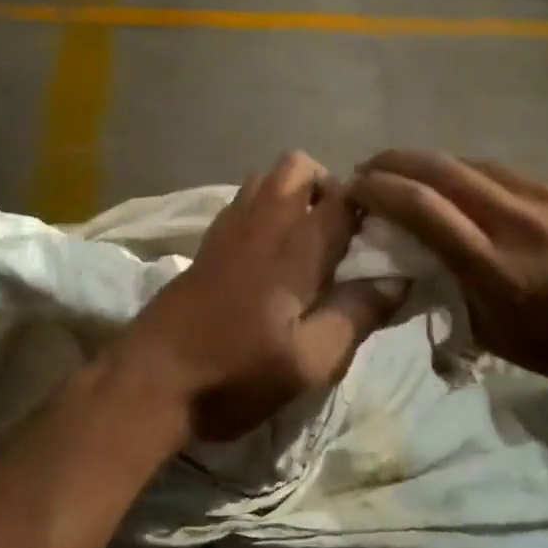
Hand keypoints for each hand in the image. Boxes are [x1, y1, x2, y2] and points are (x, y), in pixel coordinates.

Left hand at [109, 152, 405, 443]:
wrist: (149, 381)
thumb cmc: (235, 374)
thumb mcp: (309, 362)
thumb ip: (356, 315)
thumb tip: (398, 279)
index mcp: (294, 248)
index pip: (343, 196)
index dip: (371, 205)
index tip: (384, 235)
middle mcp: (261, 223)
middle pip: (298, 166)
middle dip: (328, 187)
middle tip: (341, 237)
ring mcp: (226, 229)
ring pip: (266, 178)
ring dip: (294, 195)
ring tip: (307, 244)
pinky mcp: (205, 244)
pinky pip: (242, 202)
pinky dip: (265, 210)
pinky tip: (269, 257)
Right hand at [349, 152, 547, 405]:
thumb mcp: (495, 334)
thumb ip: (451, 285)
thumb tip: (417, 250)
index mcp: (496, 268)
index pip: (422, 208)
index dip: (379, 189)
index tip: (353, 188)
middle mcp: (519, 221)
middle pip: (440, 168)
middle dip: (394, 161)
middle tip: (368, 168)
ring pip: (472, 163)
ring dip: (431, 165)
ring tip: (411, 175)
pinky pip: (507, 174)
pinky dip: (474, 178)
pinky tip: (470, 192)